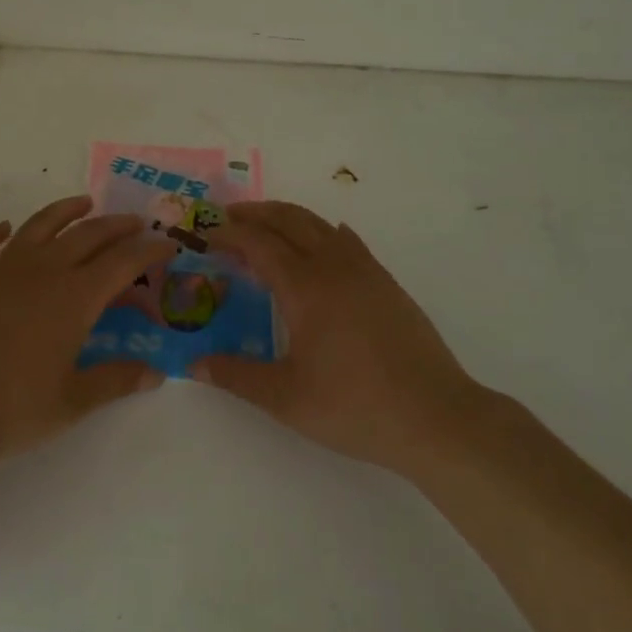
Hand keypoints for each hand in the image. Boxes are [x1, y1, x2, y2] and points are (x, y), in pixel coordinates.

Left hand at [0, 196, 175, 459]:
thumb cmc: (15, 406)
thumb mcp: (73, 401)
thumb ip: (115, 381)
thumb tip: (155, 373)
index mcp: (75, 296)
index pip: (123, 261)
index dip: (149, 250)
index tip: (168, 244)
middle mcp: (44, 270)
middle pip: (88, 235)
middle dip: (117, 226)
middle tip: (135, 223)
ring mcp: (4, 268)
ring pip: (40, 225)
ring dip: (66, 211)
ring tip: (83, 203)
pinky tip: (5, 228)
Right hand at [200, 201, 486, 473]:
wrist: (436, 417)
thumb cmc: (355, 406)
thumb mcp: (286, 399)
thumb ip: (237, 376)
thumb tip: (195, 365)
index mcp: (304, 286)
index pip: (258, 243)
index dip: (230, 234)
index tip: (207, 235)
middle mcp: (333, 266)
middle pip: (288, 220)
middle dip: (255, 213)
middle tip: (228, 218)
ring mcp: (365, 271)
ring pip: (319, 225)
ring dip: (287, 218)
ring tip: (266, 228)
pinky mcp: (387, 283)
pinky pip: (347, 241)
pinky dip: (323, 232)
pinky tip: (323, 243)